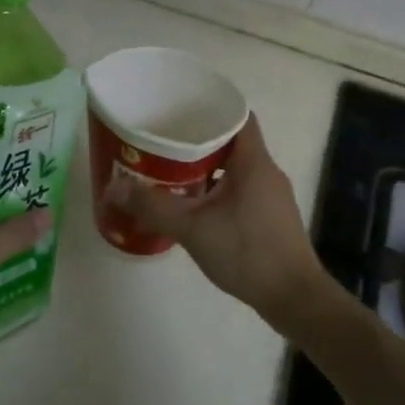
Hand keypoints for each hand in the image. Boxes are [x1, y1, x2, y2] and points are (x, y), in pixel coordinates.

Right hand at [104, 116, 329, 330]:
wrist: (293, 297)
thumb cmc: (246, 252)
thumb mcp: (192, 228)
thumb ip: (152, 206)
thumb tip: (112, 189)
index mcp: (253, 161)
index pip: (236, 115)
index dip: (209, 108)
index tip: (178, 111)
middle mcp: (266, 171)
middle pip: (231, 140)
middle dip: (197, 139)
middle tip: (162, 143)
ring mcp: (271, 195)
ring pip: (235, 167)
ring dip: (206, 167)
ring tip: (170, 173)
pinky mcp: (270, 216)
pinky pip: (240, 189)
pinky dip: (216, 188)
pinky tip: (193, 205)